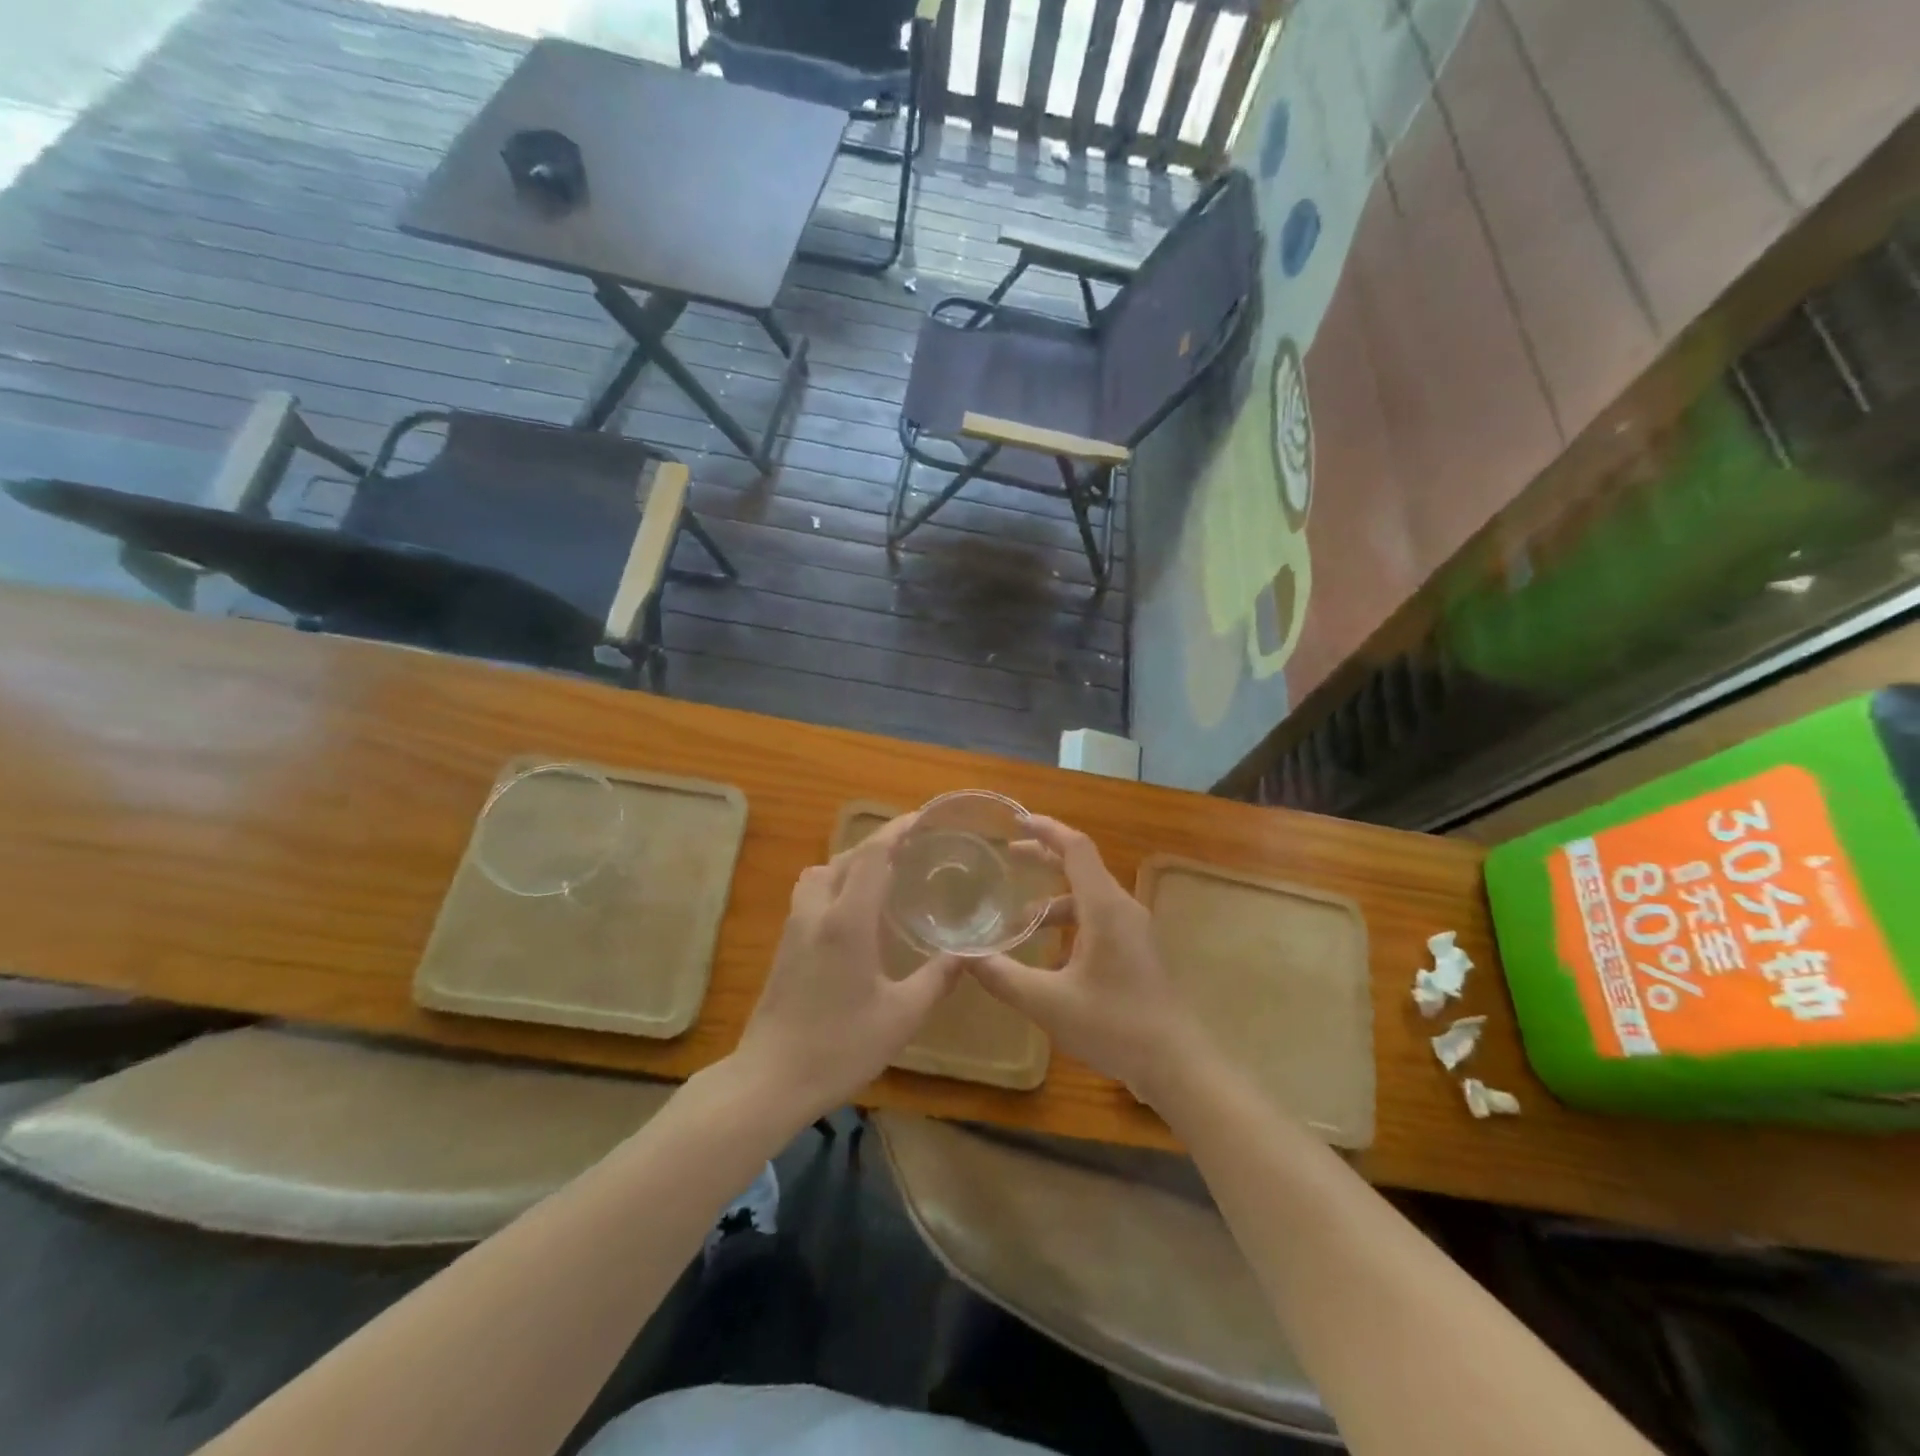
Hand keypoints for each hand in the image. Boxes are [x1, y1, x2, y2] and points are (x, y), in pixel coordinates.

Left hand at [733, 815, 961, 1120]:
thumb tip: (970, 953)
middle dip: (879, 844)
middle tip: (913, 847)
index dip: (896, 830)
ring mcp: (795, 927)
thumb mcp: (901, 1017)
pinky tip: (856, 912)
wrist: (770, 1079)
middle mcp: (818, 912)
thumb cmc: (840, 1047)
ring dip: (852, 862)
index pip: (872, 856)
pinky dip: (836, 883)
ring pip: (822, 872)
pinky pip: (812, 893)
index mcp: (848, 921)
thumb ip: (937, 979)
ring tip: (884, 876)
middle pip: (846, 858)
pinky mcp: (785, 945)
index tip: (922, 818)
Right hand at [969, 816, 1206, 1105]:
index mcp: (1105, 907)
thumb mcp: (1048, 1003)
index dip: (1046, 829)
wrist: (1176, 1065)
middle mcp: (1121, 908)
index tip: (1016, 820)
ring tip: (1016, 921)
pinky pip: (1097, 920)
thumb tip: (963, 957)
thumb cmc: (1114, 1025)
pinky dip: (1069, 923)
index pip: (1075, 848)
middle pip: (1081, 867)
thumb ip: (1002, 976)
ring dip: (1052, 901)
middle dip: (1043, 858)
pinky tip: (1046, 955)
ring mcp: (1133, 930)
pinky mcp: (1135, 951)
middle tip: (1008, 857)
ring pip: (1087, 899)